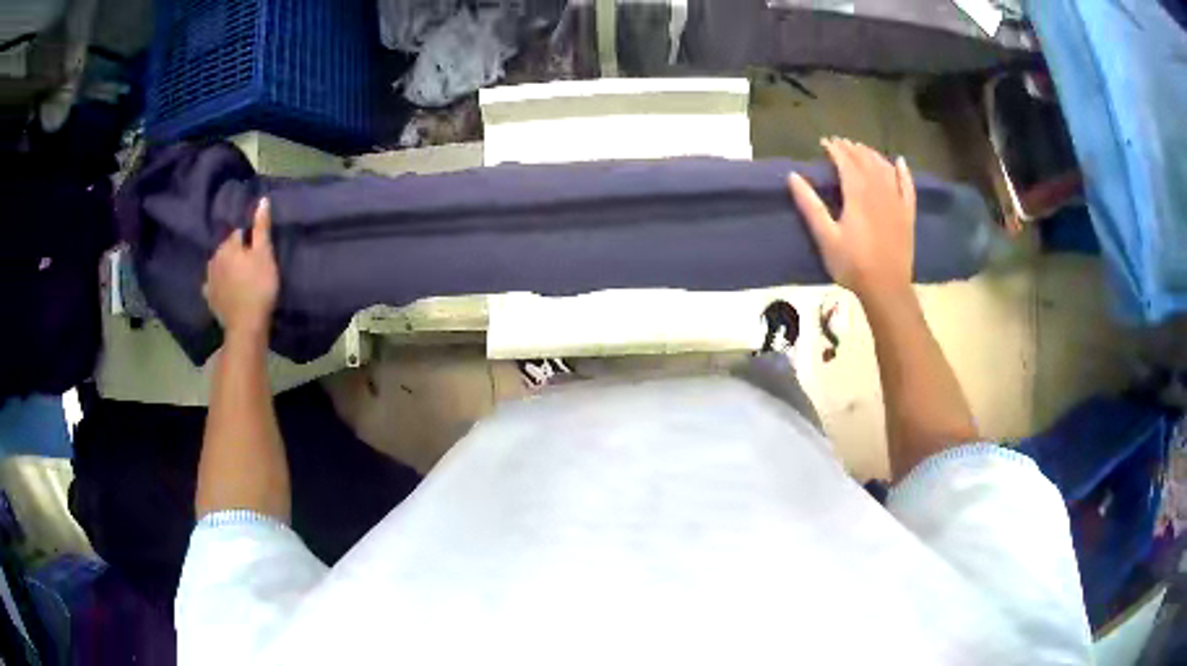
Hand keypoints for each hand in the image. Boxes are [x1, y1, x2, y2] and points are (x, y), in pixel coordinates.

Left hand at [203, 198, 278, 340]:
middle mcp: (214, 258)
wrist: (246, 325)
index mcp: (228, 246)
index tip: (259, 250)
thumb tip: (262, 200)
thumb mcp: (265, 254)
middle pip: (227, 248)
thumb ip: (261, 227)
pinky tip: (225, 289)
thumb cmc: (259, 286)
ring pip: (219, 265)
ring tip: (239, 277)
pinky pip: (212, 284)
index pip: (239, 233)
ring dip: (227, 267)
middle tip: (251, 265)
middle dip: (236, 252)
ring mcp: (209, 279)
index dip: (250, 240)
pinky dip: (218, 284)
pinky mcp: (209, 298)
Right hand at [787, 138, 915, 301]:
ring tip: (862, 149)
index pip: (846, 162)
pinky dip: (904, 172)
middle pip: (866, 162)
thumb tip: (793, 176)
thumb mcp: (826, 237)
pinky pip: (908, 187)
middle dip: (852, 149)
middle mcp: (879, 191)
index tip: (824, 142)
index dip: (835, 150)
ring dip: (873, 155)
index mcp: (858, 195)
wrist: (887, 289)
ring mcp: (897, 202)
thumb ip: (810, 205)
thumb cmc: (853, 265)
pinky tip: (900, 162)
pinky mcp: (907, 215)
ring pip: (886, 169)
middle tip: (841, 143)